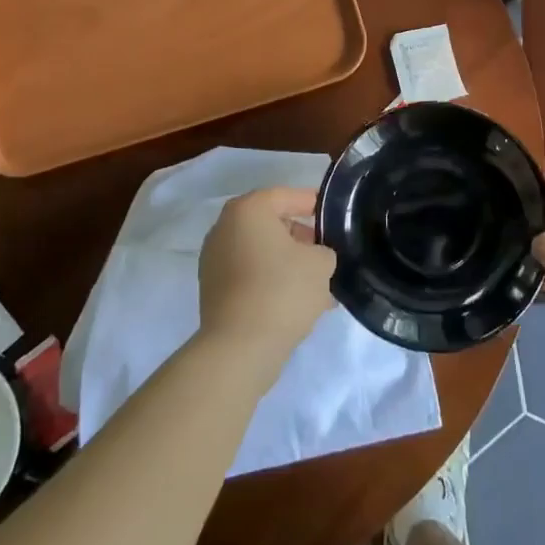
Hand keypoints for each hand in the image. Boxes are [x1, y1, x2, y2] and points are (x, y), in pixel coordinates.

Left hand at [198, 187, 334, 374]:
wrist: (239, 348)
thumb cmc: (282, 291)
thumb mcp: (320, 263)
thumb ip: (323, 250)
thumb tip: (314, 256)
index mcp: (248, 209)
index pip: (286, 196)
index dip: (312, 204)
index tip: (332, 217)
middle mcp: (225, 227)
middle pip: (270, 223)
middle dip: (299, 237)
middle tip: (324, 253)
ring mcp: (214, 259)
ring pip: (260, 252)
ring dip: (286, 263)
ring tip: (316, 284)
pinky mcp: (212, 289)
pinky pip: (249, 274)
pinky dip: (270, 280)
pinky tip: (295, 301)